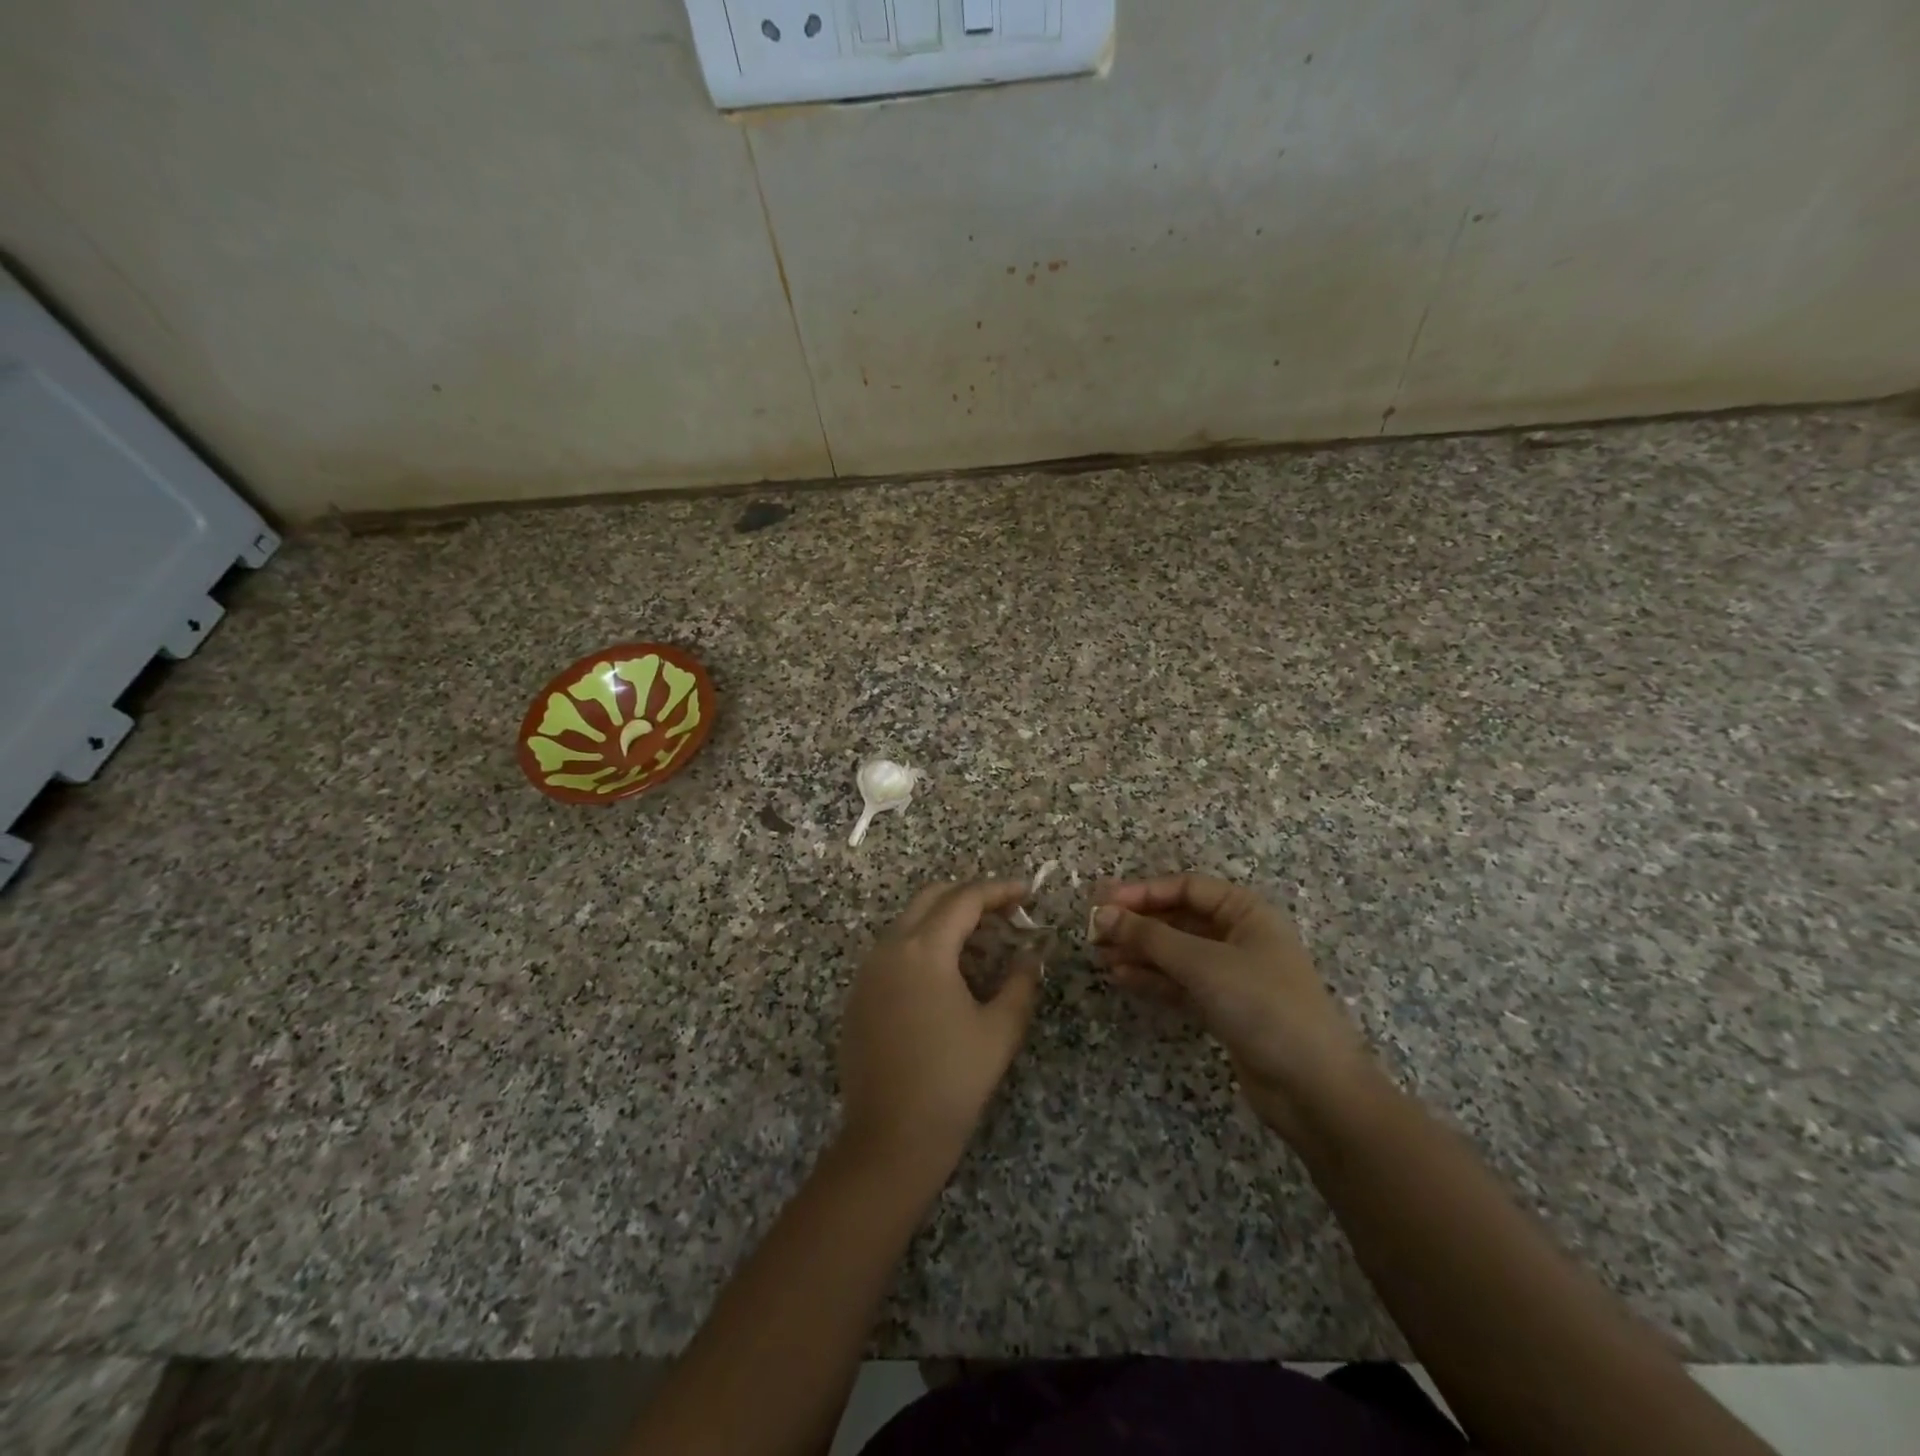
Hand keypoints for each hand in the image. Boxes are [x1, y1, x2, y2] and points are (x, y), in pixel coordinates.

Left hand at [837, 879, 1042, 1183]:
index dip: (998, 890)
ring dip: (946, 921)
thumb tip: (1032, 954)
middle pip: (931, 898)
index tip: (1026, 892)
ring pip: (910, 922)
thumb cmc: (952, 1081)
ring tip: (983, 945)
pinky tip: (948, 975)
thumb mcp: (1000, 1030)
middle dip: (969, 896)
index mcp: (924, 950)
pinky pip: (894, 950)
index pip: (964, 899)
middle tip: (1005, 912)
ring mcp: (868, 971)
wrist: (890, 1138)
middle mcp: (890, 948)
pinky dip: (924, 945)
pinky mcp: (859, 994)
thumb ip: (1021, 982)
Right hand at [1093, 875, 1380, 1143]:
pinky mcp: (1225, 1008)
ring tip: (1100, 956)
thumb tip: (1101, 913)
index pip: (1186, 888)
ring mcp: (1233, 974)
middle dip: (1137, 924)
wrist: (1313, 1087)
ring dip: (1140, 952)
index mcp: (1245, 912)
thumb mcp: (1202, 963)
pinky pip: (1181, 983)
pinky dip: (1153, 979)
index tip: (1103, 903)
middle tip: (1094, 931)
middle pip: (1179, 919)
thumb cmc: (1262, 1005)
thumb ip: (1149, 937)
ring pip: (1176, 952)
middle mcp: (1240, 936)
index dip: (1143, 891)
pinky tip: (1122, 978)